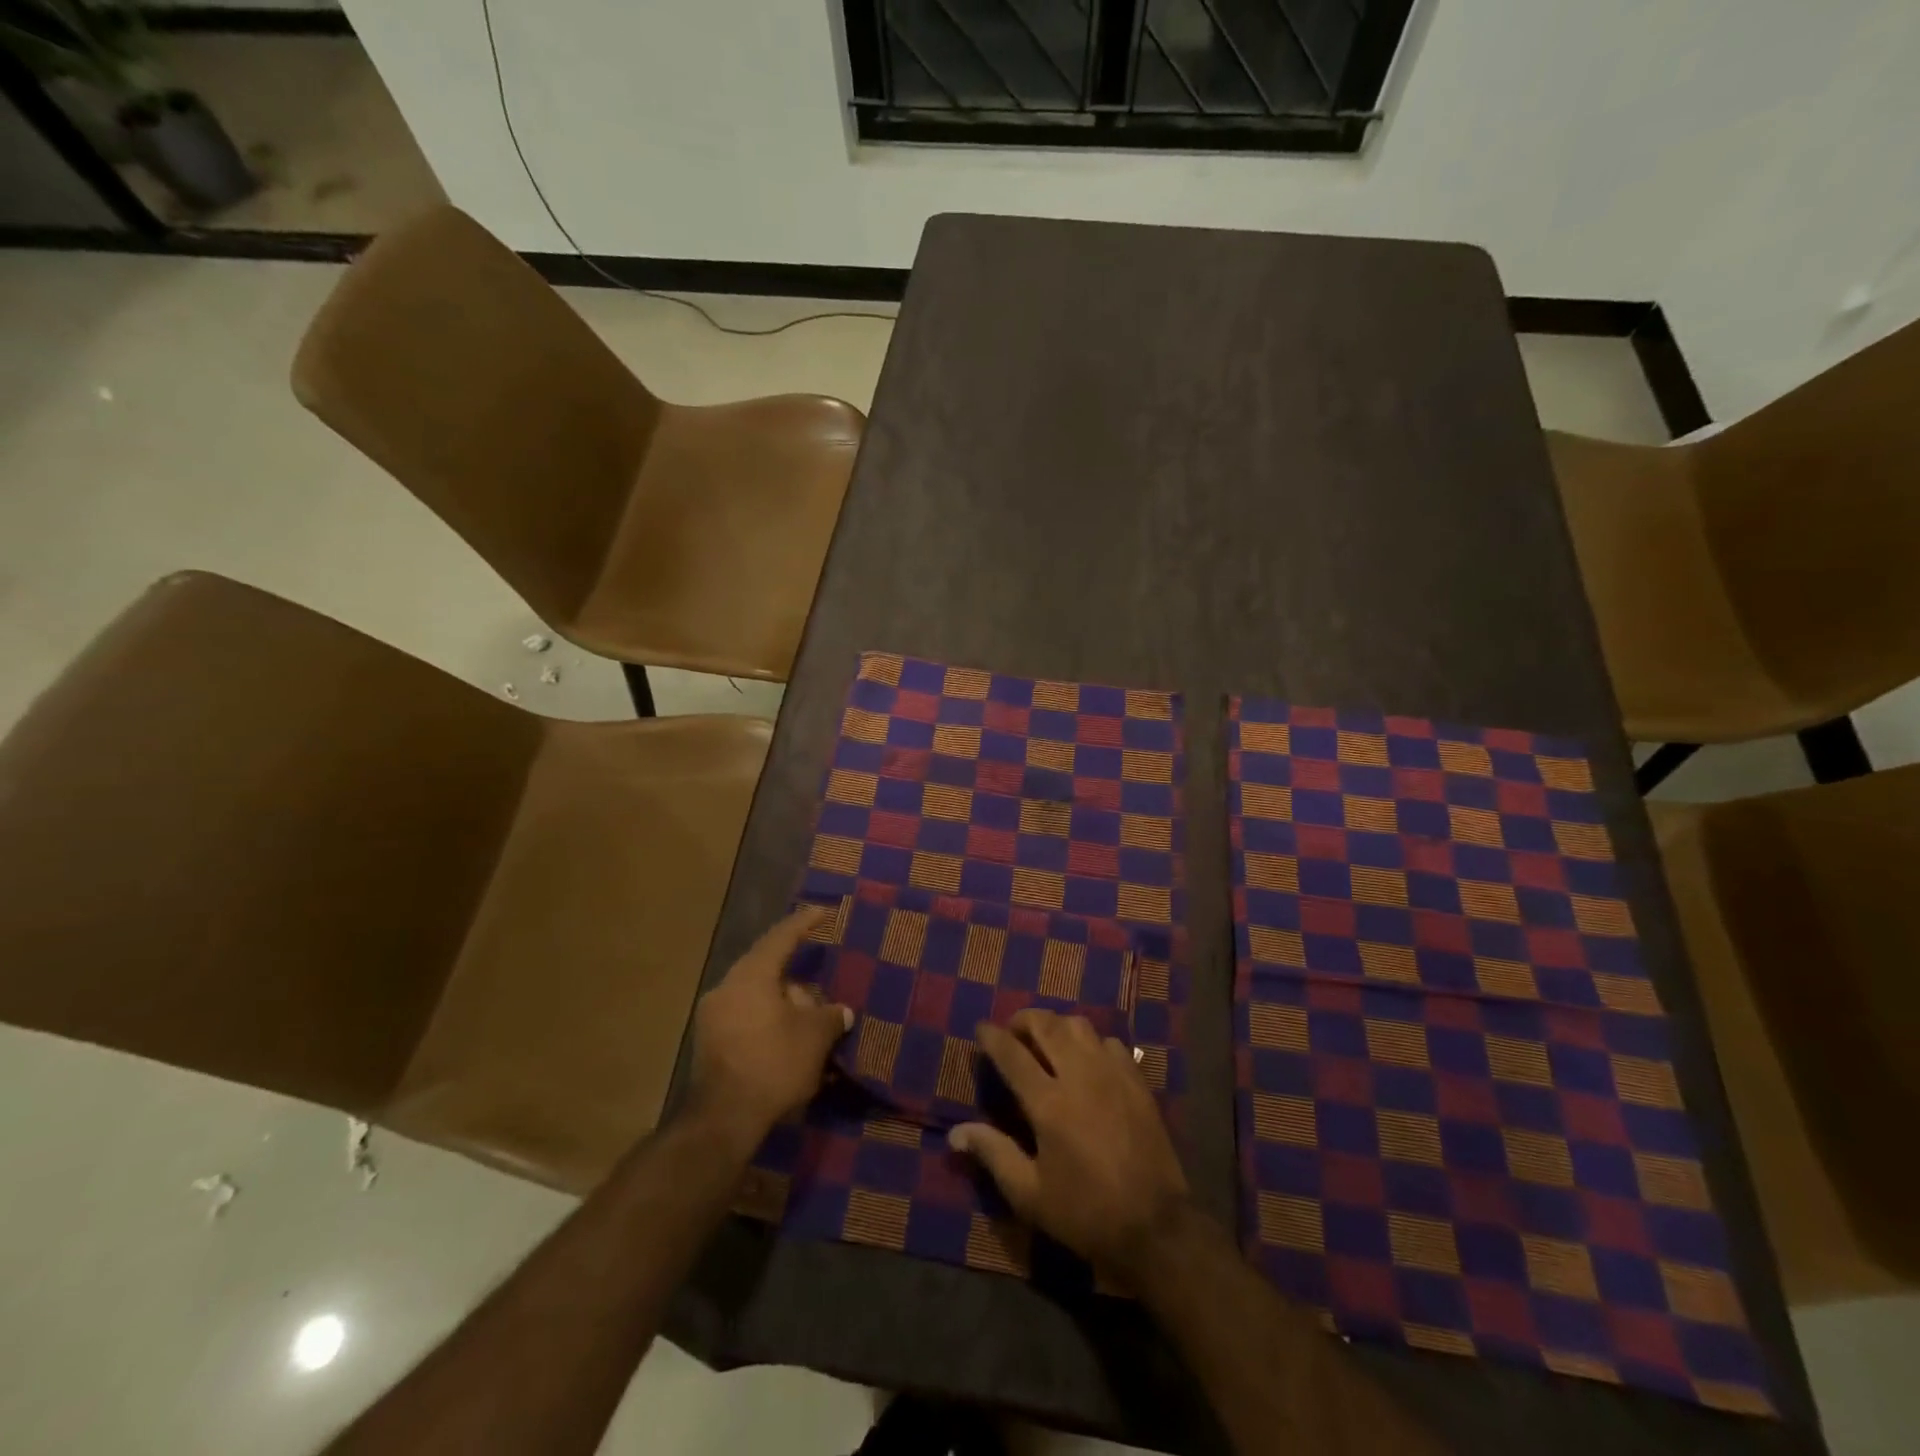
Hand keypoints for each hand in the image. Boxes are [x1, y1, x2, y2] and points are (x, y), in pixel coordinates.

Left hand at [687, 907, 851, 1147]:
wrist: (723, 1119)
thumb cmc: (773, 1064)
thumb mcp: (814, 1038)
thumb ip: (830, 1017)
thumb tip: (840, 1012)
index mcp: (751, 975)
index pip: (781, 937)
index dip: (803, 923)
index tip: (821, 912)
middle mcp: (727, 987)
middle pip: (767, 969)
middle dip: (797, 980)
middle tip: (821, 994)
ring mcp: (713, 1016)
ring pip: (756, 996)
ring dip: (783, 1004)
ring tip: (808, 1021)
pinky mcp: (709, 1043)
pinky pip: (745, 1017)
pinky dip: (767, 1021)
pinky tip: (787, 1040)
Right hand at [949, 1010, 1189, 1281]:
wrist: (1156, 1226)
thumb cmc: (1085, 1213)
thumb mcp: (1030, 1194)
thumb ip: (993, 1154)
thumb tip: (956, 1131)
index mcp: (1049, 1103)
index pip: (1012, 1054)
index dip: (992, 1037)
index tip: (981, 1028)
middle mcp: (1080, 1075)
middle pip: (1047, 1024)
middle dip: (1024, 1020)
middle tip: (1013, 1031)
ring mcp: (1112, 1073)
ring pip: (1080, 1026)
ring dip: (1058, 1026)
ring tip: (1048, 1042)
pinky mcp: (1137, 1081)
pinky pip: (1110, 1043)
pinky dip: (1092, 1043)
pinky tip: (1088, 1062)